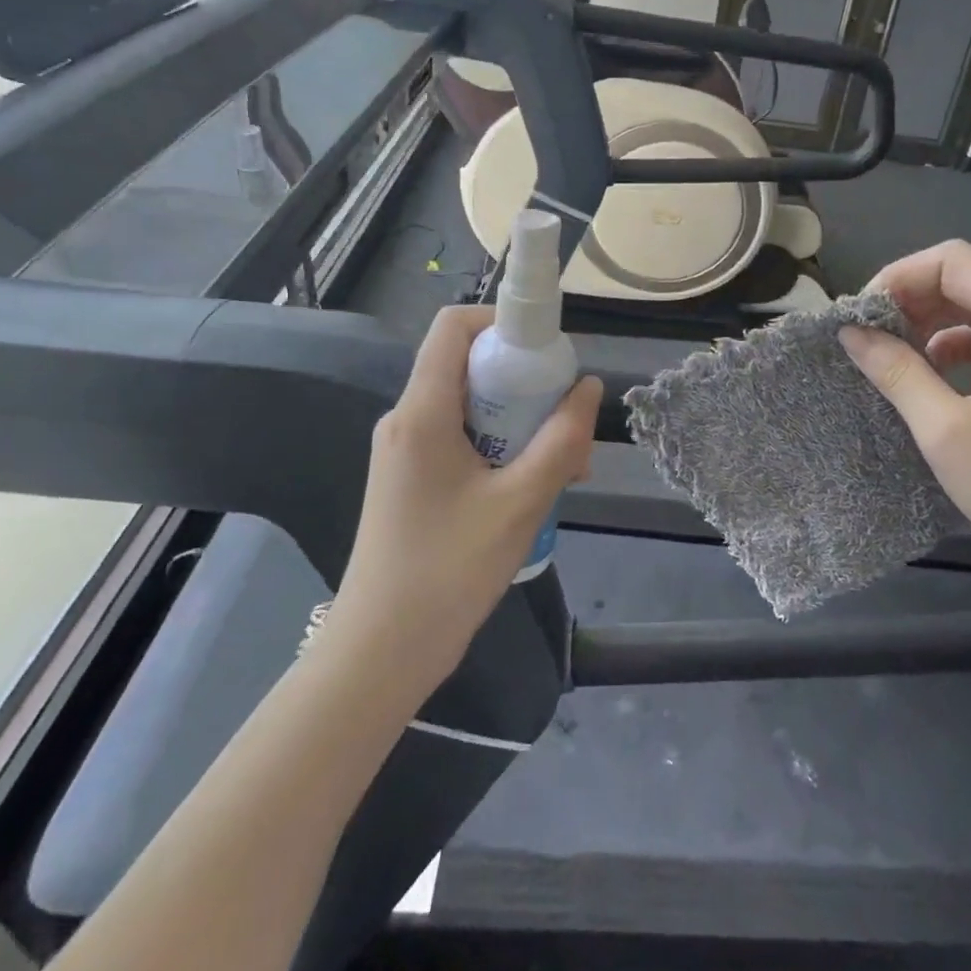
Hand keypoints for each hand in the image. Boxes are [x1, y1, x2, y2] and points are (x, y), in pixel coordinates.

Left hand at [322, 304, 601, 682]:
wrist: (382, 649)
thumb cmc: (449, 571)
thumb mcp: (521, 503)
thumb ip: (561, 441)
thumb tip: (588, 388)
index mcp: (422, 412)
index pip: (454, 327)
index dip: (503, 321)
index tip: (550, 351)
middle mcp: (408, 419)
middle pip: (469, 366)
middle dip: (526, 383)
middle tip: (568, 422)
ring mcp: (407, 452)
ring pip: (472, 407)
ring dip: (521, 422)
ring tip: (564, 466)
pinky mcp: (414, 480)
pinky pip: (463, 440)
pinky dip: (502, 448)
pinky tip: (535, 487)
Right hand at [839, 240, 970, 606]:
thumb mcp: (944, 430)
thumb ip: (896, 371)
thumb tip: (851, 333)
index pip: (954, 261)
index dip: (900, 277)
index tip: (861, 315)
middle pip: (968, 279)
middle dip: (911, 298)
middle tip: (866, 335)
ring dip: (930, 322)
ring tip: (889, 354)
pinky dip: (954, 347)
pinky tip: (928, 375)